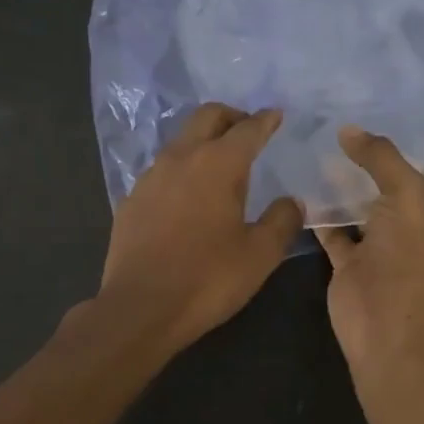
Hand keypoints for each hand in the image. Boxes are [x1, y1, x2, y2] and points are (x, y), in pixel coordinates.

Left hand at [100, 104, 303, 353]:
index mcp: (218, 164)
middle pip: (207, 117)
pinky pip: (162, 170)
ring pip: (181, 141)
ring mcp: (151, 177)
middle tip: (248, 132)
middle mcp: (181, 158)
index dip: (265, 120)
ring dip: (203, 141)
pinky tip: (188, 197)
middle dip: (231, 117)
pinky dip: (182, 170)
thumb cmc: (208, 279)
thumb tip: (291, 202)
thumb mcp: (260, 255)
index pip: (247, 128)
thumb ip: (282, 221)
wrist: (140, 308)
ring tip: (220, 166)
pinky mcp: (131, 199)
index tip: (275, 115)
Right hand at [314, 128, 423, 369]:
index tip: (369, 117)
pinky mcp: (351, 260)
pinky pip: (333, 228)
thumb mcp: (406, 192)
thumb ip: (380, 157)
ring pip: (360, 206)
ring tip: (314, 148)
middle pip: (389, 185)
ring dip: (341, 185)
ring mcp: (382, 245)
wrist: (382, 318)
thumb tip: (348, 130)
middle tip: (334, 129)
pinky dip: (319, 212)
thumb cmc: (408, 252)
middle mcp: (416, 226)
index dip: (401, 145)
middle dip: (366, 161)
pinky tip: (300, 185)